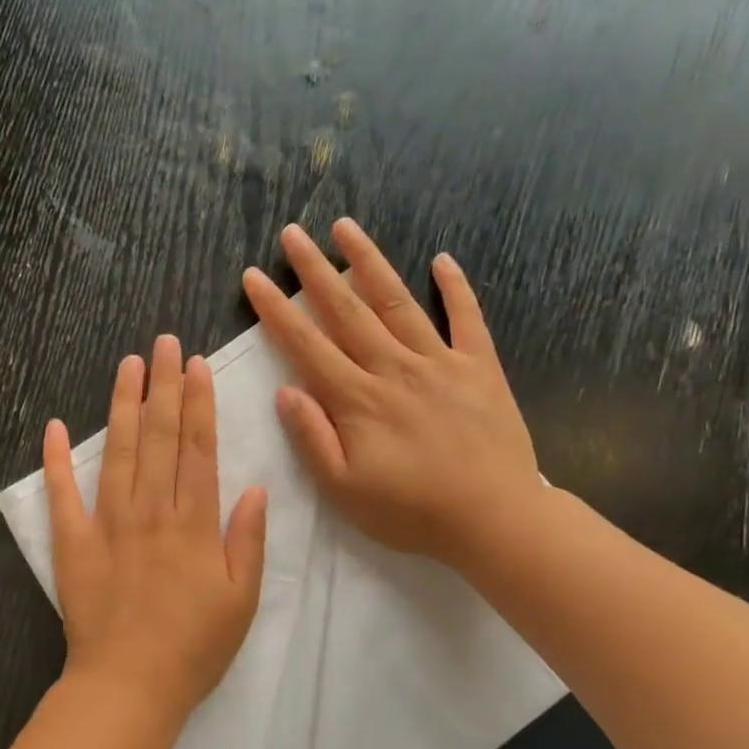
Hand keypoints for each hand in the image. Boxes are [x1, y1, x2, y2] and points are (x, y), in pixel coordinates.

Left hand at [45, 335, 267, 723]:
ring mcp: (107, 524)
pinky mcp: (73, 544)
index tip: (195, 365)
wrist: (129, 685)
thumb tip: (256, 487)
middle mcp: (150, 511)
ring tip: (127, 365)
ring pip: (117, 452)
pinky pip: (62, 495)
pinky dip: (56, 460)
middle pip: (159, 437)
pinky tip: (54, 426)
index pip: (198, 448)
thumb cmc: (194, 648)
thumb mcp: (242, 599)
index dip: (198, 402)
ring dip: (123, 405)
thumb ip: (248, 540)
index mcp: (194, 523)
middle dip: (162, 386)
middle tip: (162, 342)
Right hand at [241, 218, 542, 572]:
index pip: (307, 346)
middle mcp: (395, 369)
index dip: (276, 310)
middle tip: (293, 233)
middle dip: (315, 271)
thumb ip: (312, 438)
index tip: (254, 277)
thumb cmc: (411, 512)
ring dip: (370, 262)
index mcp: (358, 400)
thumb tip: (285, 390)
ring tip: (346, 228)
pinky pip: (467, 318)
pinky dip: (456, 287)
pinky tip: (442, 259)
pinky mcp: (480, 368)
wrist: (494, 520)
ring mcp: (441, 362)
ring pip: (399, 302)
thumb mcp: (344, 490)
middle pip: (348, 311)